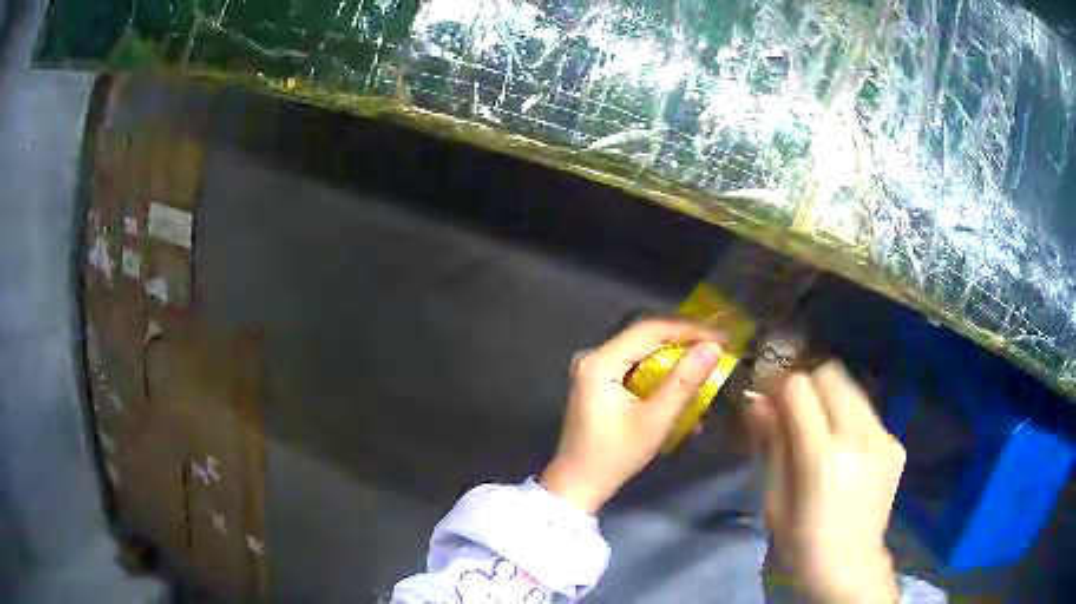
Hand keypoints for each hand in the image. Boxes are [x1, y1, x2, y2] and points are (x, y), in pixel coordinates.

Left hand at [540, 319, 723, 513]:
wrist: (579, 484)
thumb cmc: (615, 455)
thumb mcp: (655, 420)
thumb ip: (684, 380)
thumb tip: (712, 347)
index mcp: (600, 361)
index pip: (650, 330)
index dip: (689, 329)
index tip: (721, 336)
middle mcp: (594, 356)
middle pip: (645, 337)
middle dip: (684, 340)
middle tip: (718, 345)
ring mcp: (594, 369)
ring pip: (643, 351)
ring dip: (675, 357)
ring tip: (706, 360)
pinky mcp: (599, 382)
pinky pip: (635, 366)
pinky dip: (660, 372)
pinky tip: (683, 381)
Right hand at [747, 362, 904, 603]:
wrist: (851, 567)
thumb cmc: (802, 542)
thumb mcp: (774, 500)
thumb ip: (771, 445)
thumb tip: (757, 402)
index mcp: (822, 458)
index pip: (799, 388)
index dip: (779, 385)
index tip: (768, 396)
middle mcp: (859, 438)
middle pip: (831, 375)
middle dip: (807, 384)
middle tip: (792, 409)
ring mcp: (883, 438)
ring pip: (851, 389)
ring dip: (830, 399)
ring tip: (819, 430)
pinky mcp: (895, 444)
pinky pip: (867, 413)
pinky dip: (849, 419)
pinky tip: (844, 450)